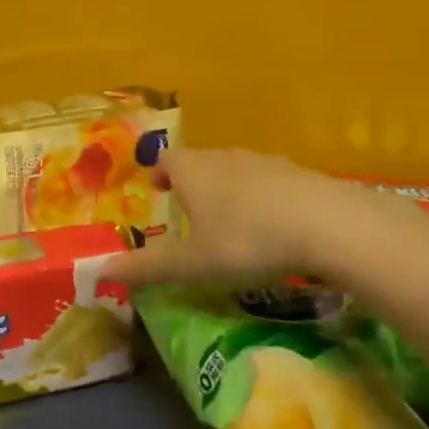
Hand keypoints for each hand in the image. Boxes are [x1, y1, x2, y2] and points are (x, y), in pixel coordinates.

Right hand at [103, 146, 384, 288]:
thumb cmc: (247, 241)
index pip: (167, 160)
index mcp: (193, 170)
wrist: (330, 225)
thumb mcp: (193, 264)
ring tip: (228, 219)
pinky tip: (273, 225)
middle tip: (189, 210)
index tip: (156, 189)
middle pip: (200, 162)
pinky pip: (269, 181)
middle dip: (191, 182)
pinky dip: (262, 198)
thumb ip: (147, 268)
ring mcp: (265, 161)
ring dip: (227, 189)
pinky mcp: (300, 174)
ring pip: (235, 170)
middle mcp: (225, 157)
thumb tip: (99, 272)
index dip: (159, 173)